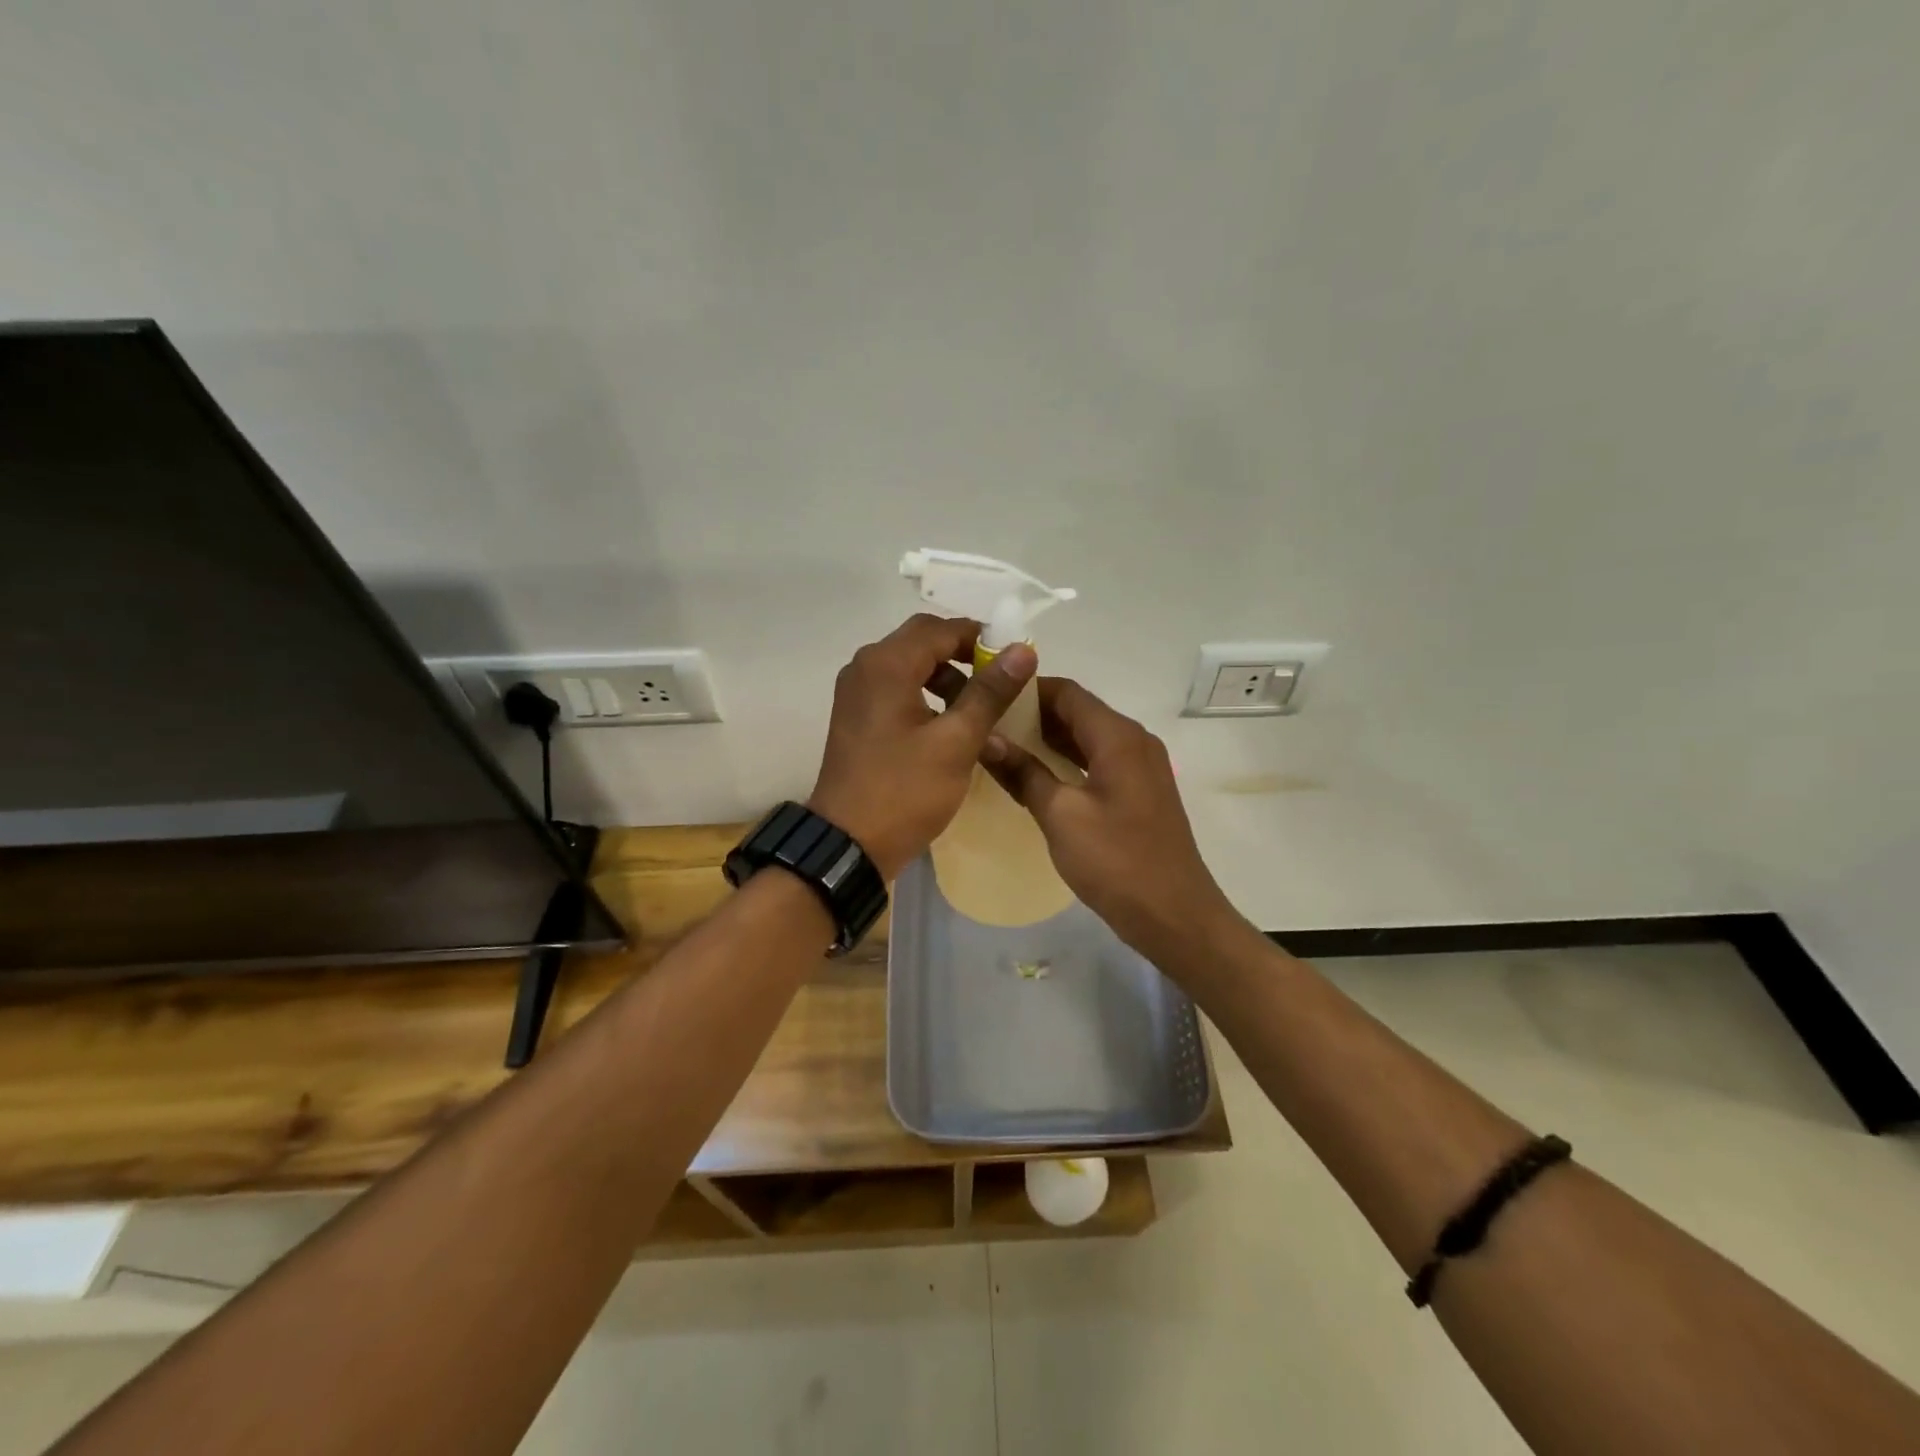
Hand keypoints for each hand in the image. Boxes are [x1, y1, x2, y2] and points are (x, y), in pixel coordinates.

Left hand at [809, 614, 1037, 880]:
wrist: (849, 844)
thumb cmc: (905, 791)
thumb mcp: (956, 741)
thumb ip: (990, 691)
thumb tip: (1023, 650)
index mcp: (886, 664)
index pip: (941, 629)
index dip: (982, 638)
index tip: (1015, 661)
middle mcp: (865, 667)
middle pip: (922, 642)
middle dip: (964, 655)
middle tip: (1000, 682)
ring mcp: (856, 692)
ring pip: (910, 665)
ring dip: (946, 676)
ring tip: (980, 707)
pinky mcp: (857, 716)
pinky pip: (896, 688)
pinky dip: (926, 694)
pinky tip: (950, 724)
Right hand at [982, 678, 1239, 958]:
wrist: (1174, 915)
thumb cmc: (1116, 861)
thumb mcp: (1060, 816)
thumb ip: (1023, 773)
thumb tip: (987, 740)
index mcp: (1118, 736)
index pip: (1067, 692)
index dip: (1026, 690)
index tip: (988, 697)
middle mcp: (1134, 741)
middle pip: (1078, 711)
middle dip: (1033, 714)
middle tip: (987, 723)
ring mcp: (1141, 766)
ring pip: (1088, 737)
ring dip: (1049, 738)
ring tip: (1003, 745)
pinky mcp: (1140, 791)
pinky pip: (1098, 760)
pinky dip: (1067, 760)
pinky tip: (1036, 774)